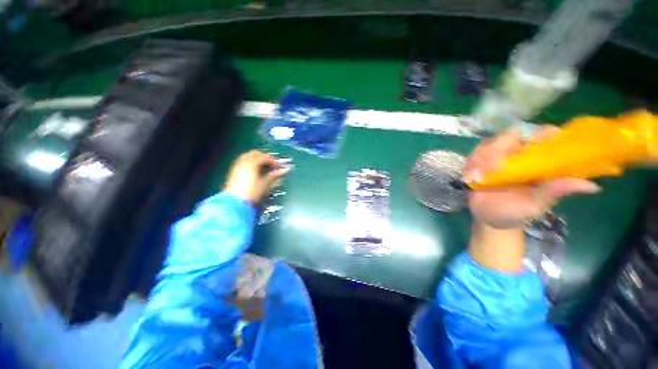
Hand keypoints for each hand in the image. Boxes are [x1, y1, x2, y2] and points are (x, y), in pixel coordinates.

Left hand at [224, 150, 290, 203]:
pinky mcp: (234, 171)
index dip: (274, 161)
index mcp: (252, 162)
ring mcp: (237, 165)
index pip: (265, 157)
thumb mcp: (266, 183)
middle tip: (272, 166)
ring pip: (249, 156)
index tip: (279, 167)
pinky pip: (244, 161)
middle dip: (265, 158)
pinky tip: (256, 171)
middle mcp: (243, 161)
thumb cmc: (252, 192)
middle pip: (256, 153)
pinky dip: (251, 163)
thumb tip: (285, 170)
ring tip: (265, 168)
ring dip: (258, 160)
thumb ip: (275, 175)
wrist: (235, 203)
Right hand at [464, 126, 600, 229]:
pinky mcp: (478, 163)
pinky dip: (471, 164)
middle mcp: (518, 154)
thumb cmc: (516, 213)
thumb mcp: (537, 204)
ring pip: (488, 144)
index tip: (531, 145)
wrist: (490, 219)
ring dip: (482, 157)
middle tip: (493, 167)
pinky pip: (474, 155)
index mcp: (538, 160)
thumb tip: (591, 185)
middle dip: (499, 147)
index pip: (543, 135)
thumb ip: (555, 191)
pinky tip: (471, 177)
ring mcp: (496, 157)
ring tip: (478, 176)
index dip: (540, 134)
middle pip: (510, 135)